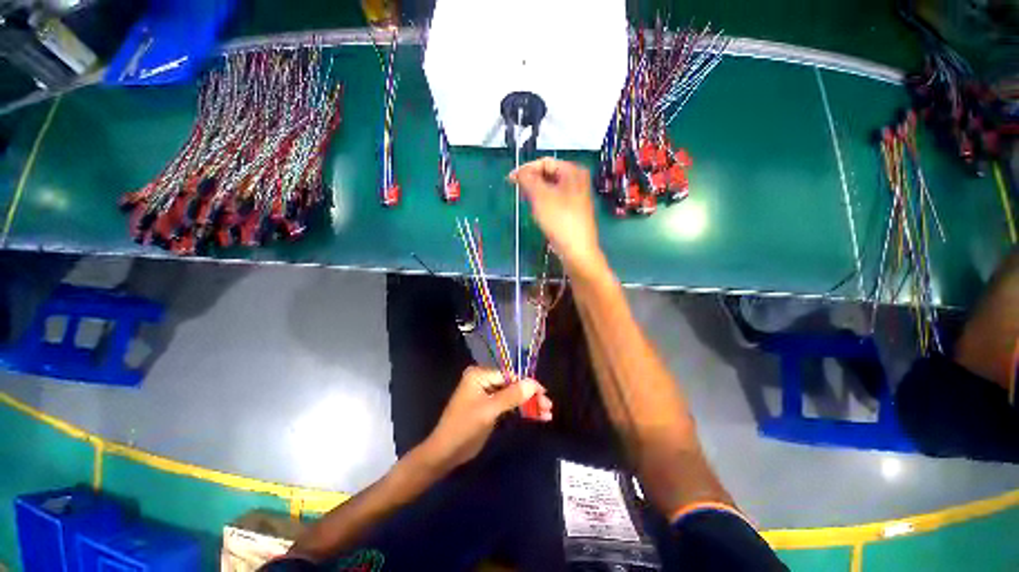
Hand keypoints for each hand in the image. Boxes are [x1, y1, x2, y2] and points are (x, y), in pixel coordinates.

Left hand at [422, 366, 552, 470]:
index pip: (509, 375)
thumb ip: (511, 396)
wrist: (446, 453)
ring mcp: (487, 394)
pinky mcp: (489, 407)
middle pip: (513, 385)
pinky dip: (521, 410)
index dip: (528, 384)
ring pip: (513, 396)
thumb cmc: (464, 428)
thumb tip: (533, 384)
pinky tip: (536, 416)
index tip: (545, 394)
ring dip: (529, 404)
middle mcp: (484, 380)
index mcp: (480, 375)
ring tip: (547, 414)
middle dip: (531, 396)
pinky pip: (509, 405)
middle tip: (548, 407)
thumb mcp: (489, 411)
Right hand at [509, 158, 603, 273]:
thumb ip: (528, 179)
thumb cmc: (559, 219)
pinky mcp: (574, 210)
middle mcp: (577, 180)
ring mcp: (577, 196)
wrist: (577, 249)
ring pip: (551, 188)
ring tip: (527, 202)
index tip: (510, 180)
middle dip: (531, 181)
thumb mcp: (540, 196)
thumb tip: (519, 172)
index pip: (545, 162)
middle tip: (519, 192)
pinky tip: (539, 212)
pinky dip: (544, 202)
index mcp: (573, 171)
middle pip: (549, 174)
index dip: (526, 169)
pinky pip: (555, 200)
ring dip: (536, 193)